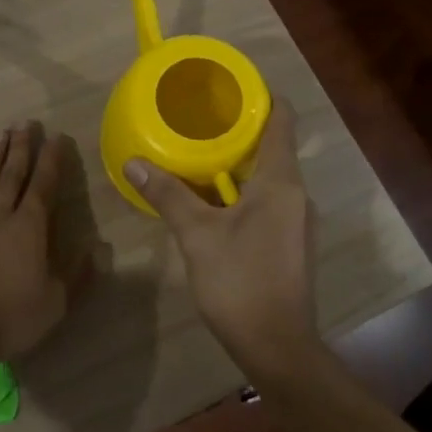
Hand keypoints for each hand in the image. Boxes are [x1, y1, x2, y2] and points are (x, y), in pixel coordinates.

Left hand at [0, 121, 83, 363]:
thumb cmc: (9, 315)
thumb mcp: (55, 303)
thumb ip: (78, 275)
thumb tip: (102, 249)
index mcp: (29, 226)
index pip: (44, 184)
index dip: (52, 160)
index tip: (57, 137)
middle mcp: (0, 214)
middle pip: (12, 173)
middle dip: (21, 146)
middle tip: (26, 123)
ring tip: (0, 133)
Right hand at [125, 101, 318, 373]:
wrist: (277, 346)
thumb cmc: (240, 282)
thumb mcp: (198, 235)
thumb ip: (168, 195)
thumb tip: (135, 162)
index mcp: (281, 182)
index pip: (282, 120)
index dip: (261, 96)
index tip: (230, 86)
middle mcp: (297, 194)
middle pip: (273, 146)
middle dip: (239, 130)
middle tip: (200, 118)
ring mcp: (296, 220)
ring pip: (269, 176)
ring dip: (238, 163)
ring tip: (200, 154)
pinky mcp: (290, 242)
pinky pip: (268, 200)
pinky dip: (242, 190)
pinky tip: (213, 200)